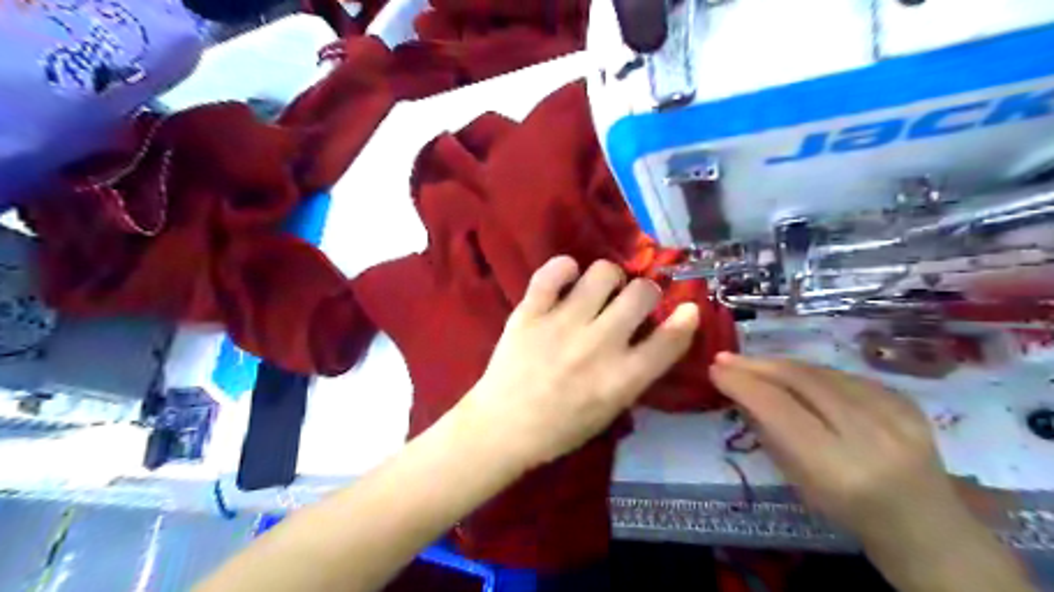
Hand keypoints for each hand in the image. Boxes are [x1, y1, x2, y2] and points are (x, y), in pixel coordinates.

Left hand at [460, 257, 697, 469]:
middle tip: (632, 302)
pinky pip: (553, 271)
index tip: (686, 309)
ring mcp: (562, 324)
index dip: (686, 319)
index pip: (670, 339)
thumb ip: (635, 373)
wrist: (502, 427)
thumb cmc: (560, 428)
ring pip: (603, 272)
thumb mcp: (610, 411)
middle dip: (645, 293)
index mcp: (622, 378)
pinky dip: (564, 268)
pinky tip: (567, 279)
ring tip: (599, 290)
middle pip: (641, 293)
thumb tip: (654, 335)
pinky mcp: (530, 312)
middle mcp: (598, 345)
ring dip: (609, 278)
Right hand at [707, 353, 960, 543]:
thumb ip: (770, 432)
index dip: (743, 384)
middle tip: (726, 358)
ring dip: (780, 364)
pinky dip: (811, 372)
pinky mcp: (908, 401)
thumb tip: (741, 390)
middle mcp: (870, 436)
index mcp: (839, 468)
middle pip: (802, 381)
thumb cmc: (848, 512)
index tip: (715, 370)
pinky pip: (844, 376)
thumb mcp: (797, 480)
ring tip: (753, 363)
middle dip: (757, 365)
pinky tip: (792, 373)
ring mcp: (896, 414)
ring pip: (822, 372)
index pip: (779, 408)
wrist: (924, 524)